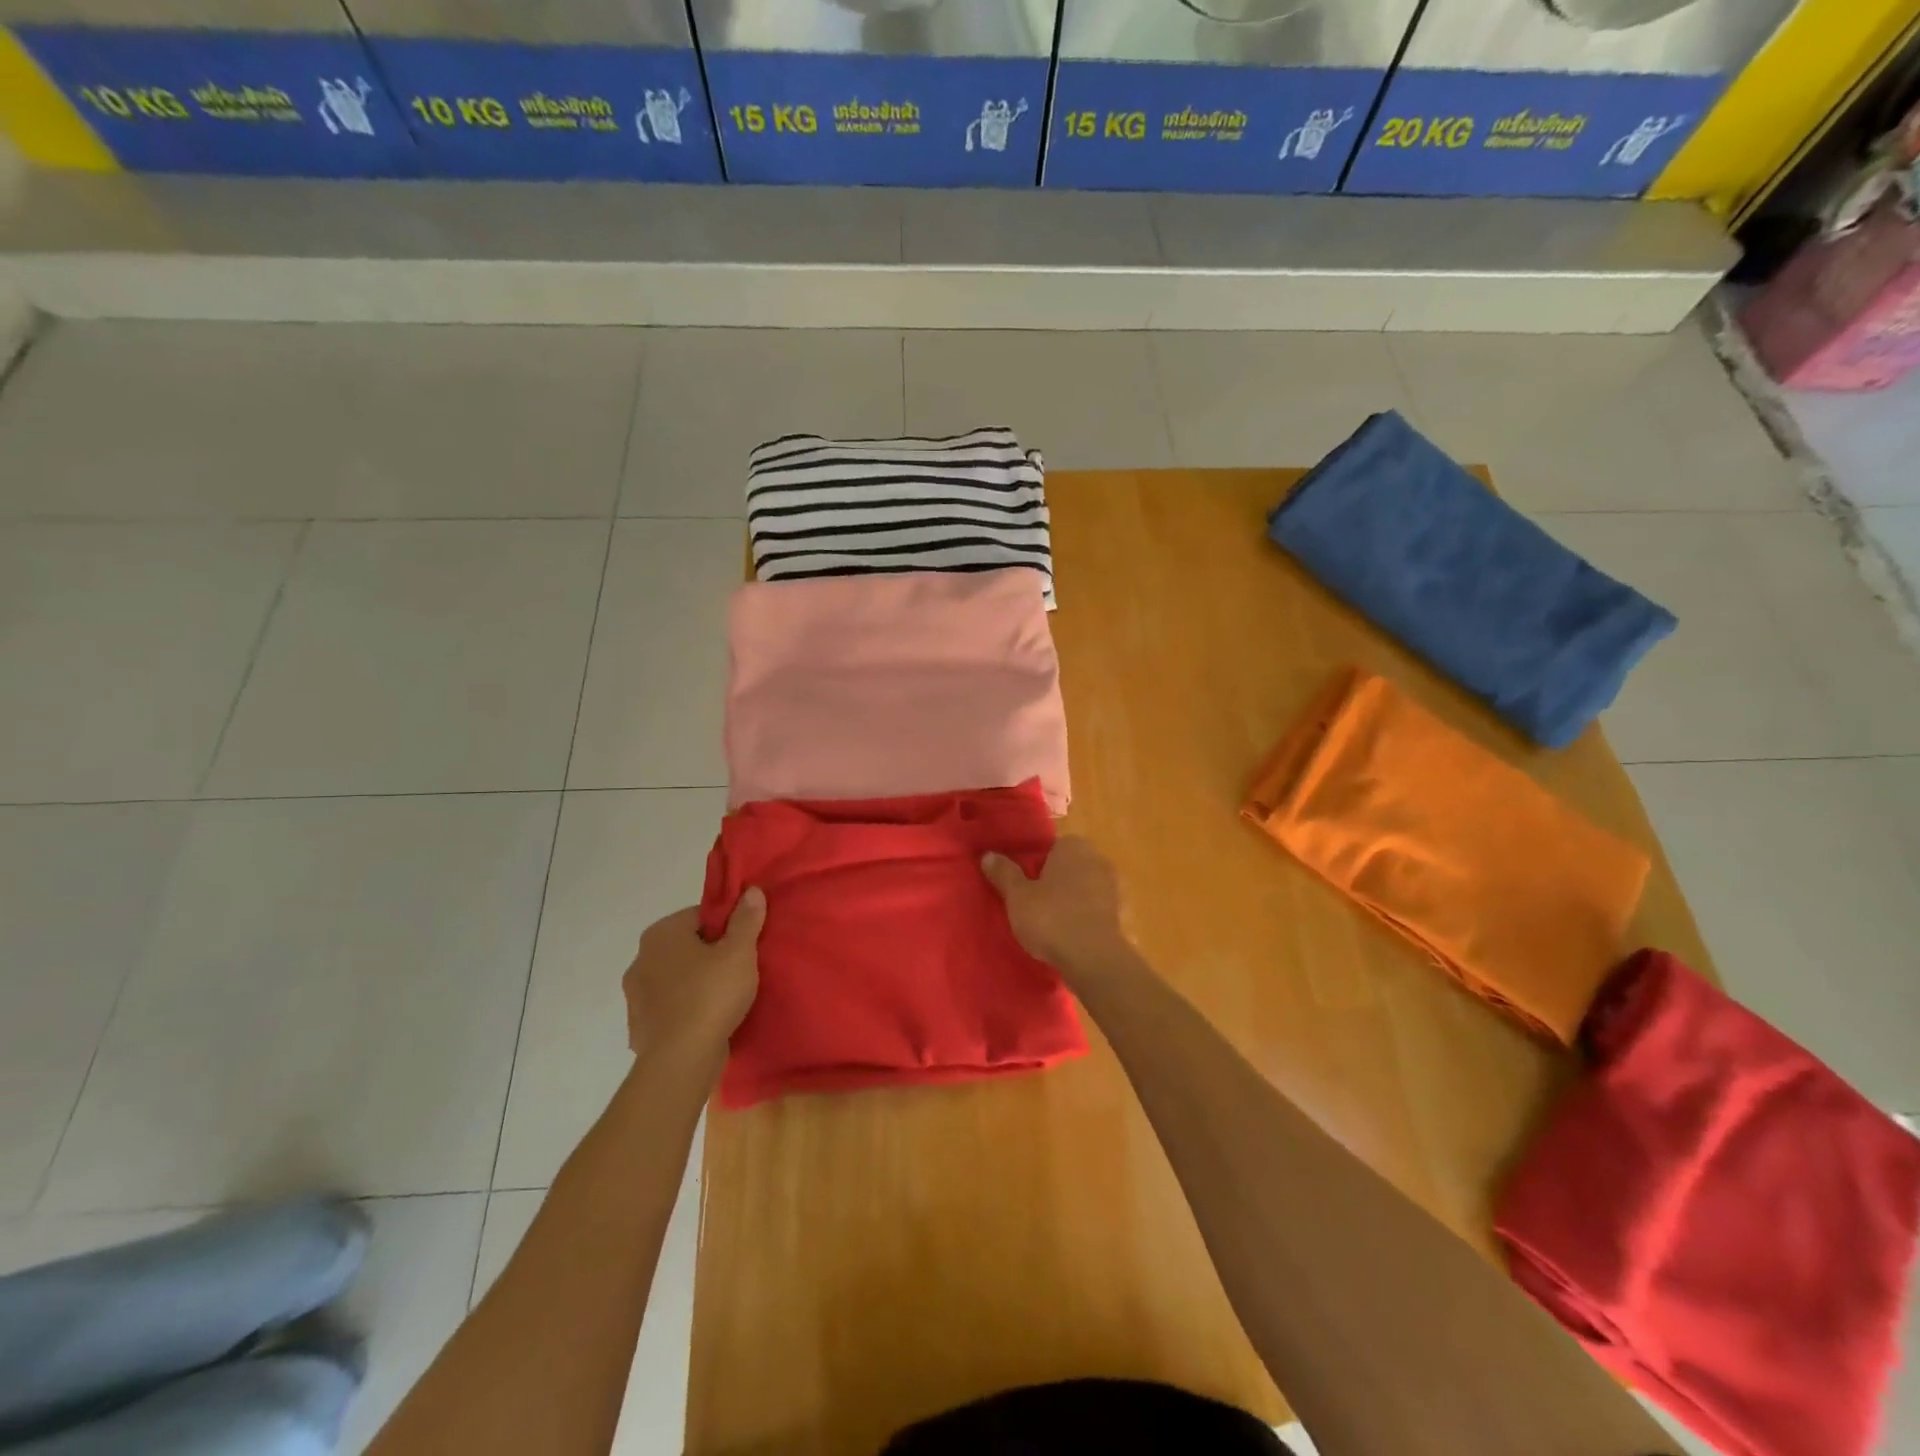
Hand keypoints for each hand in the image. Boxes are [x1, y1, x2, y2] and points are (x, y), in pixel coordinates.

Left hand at [623, 892, 765, 1062]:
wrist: (681, 1060)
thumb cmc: (711, 995)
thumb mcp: (740, 952)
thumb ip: (746, 919)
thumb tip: (751, 891)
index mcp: (660, 934)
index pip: (700, 916)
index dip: (727, 927)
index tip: (745, 945)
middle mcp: (640, 959)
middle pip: (686, 947)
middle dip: (710, 955)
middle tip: (740, 970)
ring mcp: (635, 996)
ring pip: (676, 979)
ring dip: (696, 983)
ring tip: (726, 998)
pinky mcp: (639, 1026)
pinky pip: (669, 1008)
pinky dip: (685, 1010)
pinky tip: (707, 1021)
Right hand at [982, 836, 1134, 985]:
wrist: (1095, 959)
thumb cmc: (1051, 917)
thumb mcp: (1017, 896)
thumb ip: (1004, 873)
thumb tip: (988, 855)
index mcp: (1074, 847)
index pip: (1052, 848)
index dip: (1037, 865)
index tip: (1024, 885)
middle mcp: (1098, 860)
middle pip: (1070, 867)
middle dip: (1055, 882)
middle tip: (1033, 904)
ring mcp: (1114, 888)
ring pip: (1085, 889)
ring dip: (1072, 902)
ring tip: (1051, 925)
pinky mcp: (1122, 915)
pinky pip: (1096, 911)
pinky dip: (1086, 920)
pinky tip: (1071, 938)